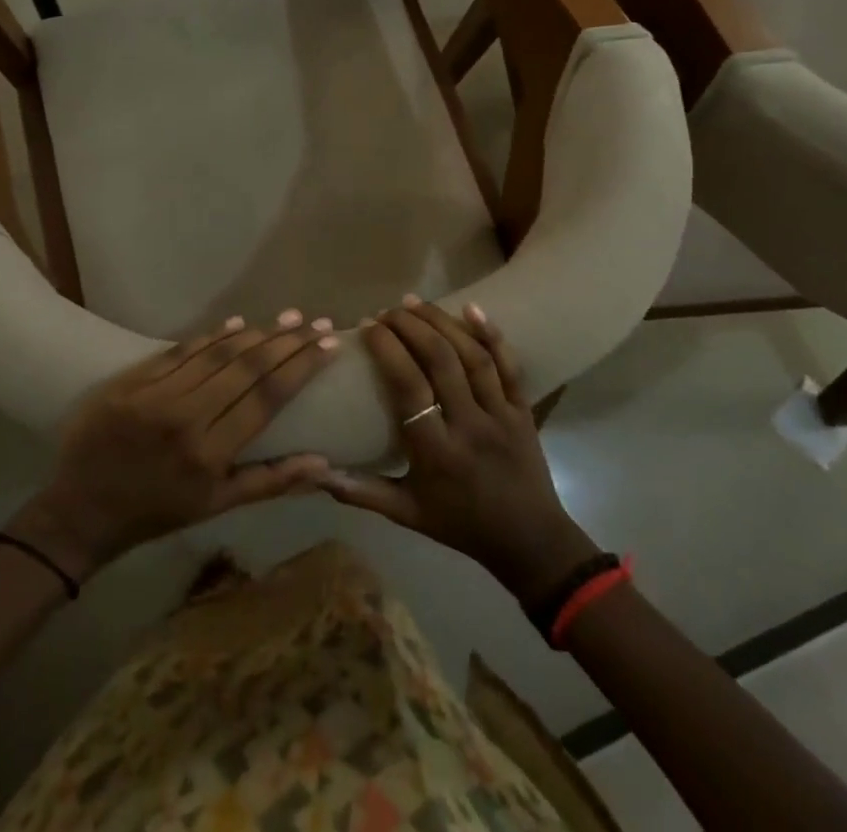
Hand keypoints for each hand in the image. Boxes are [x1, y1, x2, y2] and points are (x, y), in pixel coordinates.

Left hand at [9, 311, 341, 581]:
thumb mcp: (216, 507)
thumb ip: (270, 482)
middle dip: (287, 342)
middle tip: (316, 322)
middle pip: (246, 368)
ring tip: (287, 318)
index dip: (301, 368)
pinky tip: (237, 323)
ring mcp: (155, 395)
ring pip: (216, 353)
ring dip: (256, 333)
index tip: (328, 346)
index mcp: (210, 454)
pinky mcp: (131, 381)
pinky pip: (179, 351)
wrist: (81, 509)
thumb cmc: (156, 511)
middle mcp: (186, 418)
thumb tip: (324, 462)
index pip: (267, 398)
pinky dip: (211, 335)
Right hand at [320, 300, 597, 608]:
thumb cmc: (460, 525)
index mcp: (436, 452)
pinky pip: (511, 367)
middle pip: (441, 362)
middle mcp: (469, 426)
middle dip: (411, 327)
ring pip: (473, 357)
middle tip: (386, 310)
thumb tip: (315, 471)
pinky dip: (492, 334)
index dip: (388, 351)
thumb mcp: (406, 514)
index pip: (409, 388)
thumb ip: (360, 491)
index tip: (366, 327)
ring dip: (442, 322)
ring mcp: (501, 415)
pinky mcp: (524, 410)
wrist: (531, 543)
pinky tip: (471, 307)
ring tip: (414, 302)